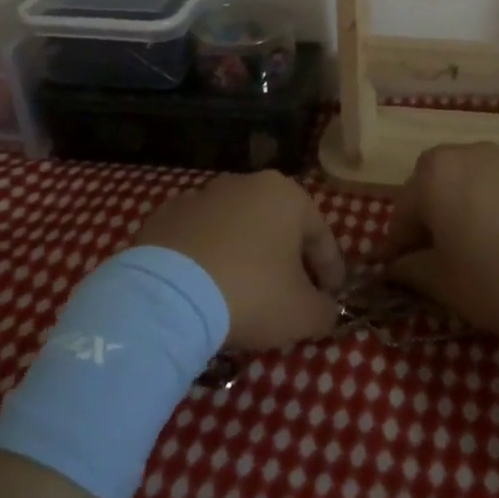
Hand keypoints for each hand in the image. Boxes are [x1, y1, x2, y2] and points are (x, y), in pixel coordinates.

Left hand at [135, 172, 346, 350]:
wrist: (169, 295)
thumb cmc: (251, 293)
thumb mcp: (303, 314)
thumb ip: (325, 310)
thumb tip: (326, 309)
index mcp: (286, 195)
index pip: (321, 236)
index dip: (331, 272)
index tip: (332, 300)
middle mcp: (246, 183)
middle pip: (279, 226)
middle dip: (288, 260)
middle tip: (291, 296)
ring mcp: (202, 195)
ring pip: (238, 228)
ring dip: (247, 255)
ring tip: (244, 293)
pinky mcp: (167, 214)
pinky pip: (200, 238)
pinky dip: (209, 257)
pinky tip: (207, 287)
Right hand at [374, 143, 498, 342]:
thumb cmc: (498, 280)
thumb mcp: (443, 284)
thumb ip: (410, 269)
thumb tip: (393, 267)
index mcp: (433, 175)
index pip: (404, 210)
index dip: (399, 243)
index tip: (400, 269)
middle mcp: (467, 151)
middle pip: (437, 183)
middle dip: (433, 214)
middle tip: (441, 253)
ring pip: (476, 175)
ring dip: (470, 199)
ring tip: (484, 238)